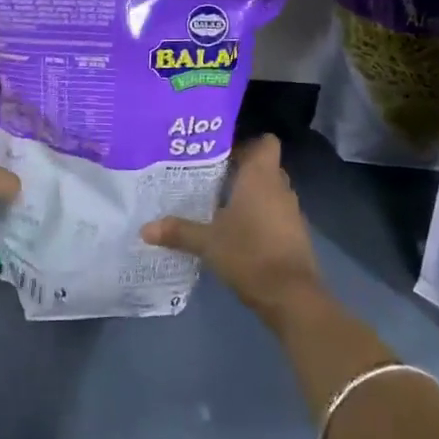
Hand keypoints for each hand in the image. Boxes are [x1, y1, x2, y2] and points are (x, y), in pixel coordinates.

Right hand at [141, 135, 325, 328]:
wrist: (292, 297)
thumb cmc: (249, 254)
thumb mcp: (207, 242)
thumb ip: (178, 231)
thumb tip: (145, 229)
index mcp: (261, 177)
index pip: (264, 142)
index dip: (245, 142)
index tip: (219, 149)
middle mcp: (279, 188)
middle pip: (263, 166)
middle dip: (238, 168)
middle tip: (206, 174)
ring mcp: (290, 212)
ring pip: (268, 191)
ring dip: (247, 194)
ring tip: (214, 201)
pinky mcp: (293, 235)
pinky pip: (273, 213)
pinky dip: (256, 216)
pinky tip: (233, 229)